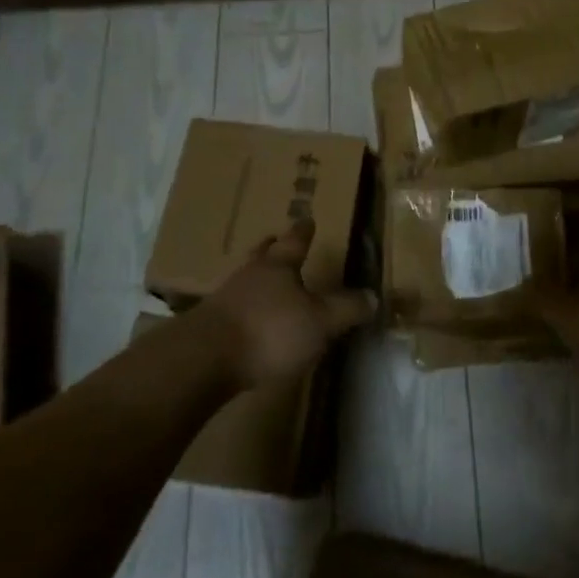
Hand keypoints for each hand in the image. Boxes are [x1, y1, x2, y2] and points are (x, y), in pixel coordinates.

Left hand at [202, 220, 376, 389]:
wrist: (204, 358)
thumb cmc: (270, 330)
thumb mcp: (320, 322)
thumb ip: (346, 310)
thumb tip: (373, 296)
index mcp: (278, 266)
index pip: (295, 242)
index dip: (304, 231)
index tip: (308, 219)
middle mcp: (250, 275)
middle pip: (262, 254)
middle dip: (272, 247)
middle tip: (276, 239)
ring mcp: (225, 299)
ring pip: (245, 279)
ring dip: (255, 278)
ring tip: (264, 282)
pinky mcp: (208, 326)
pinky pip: (232, 307)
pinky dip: (244, 308)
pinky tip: (248, 320)